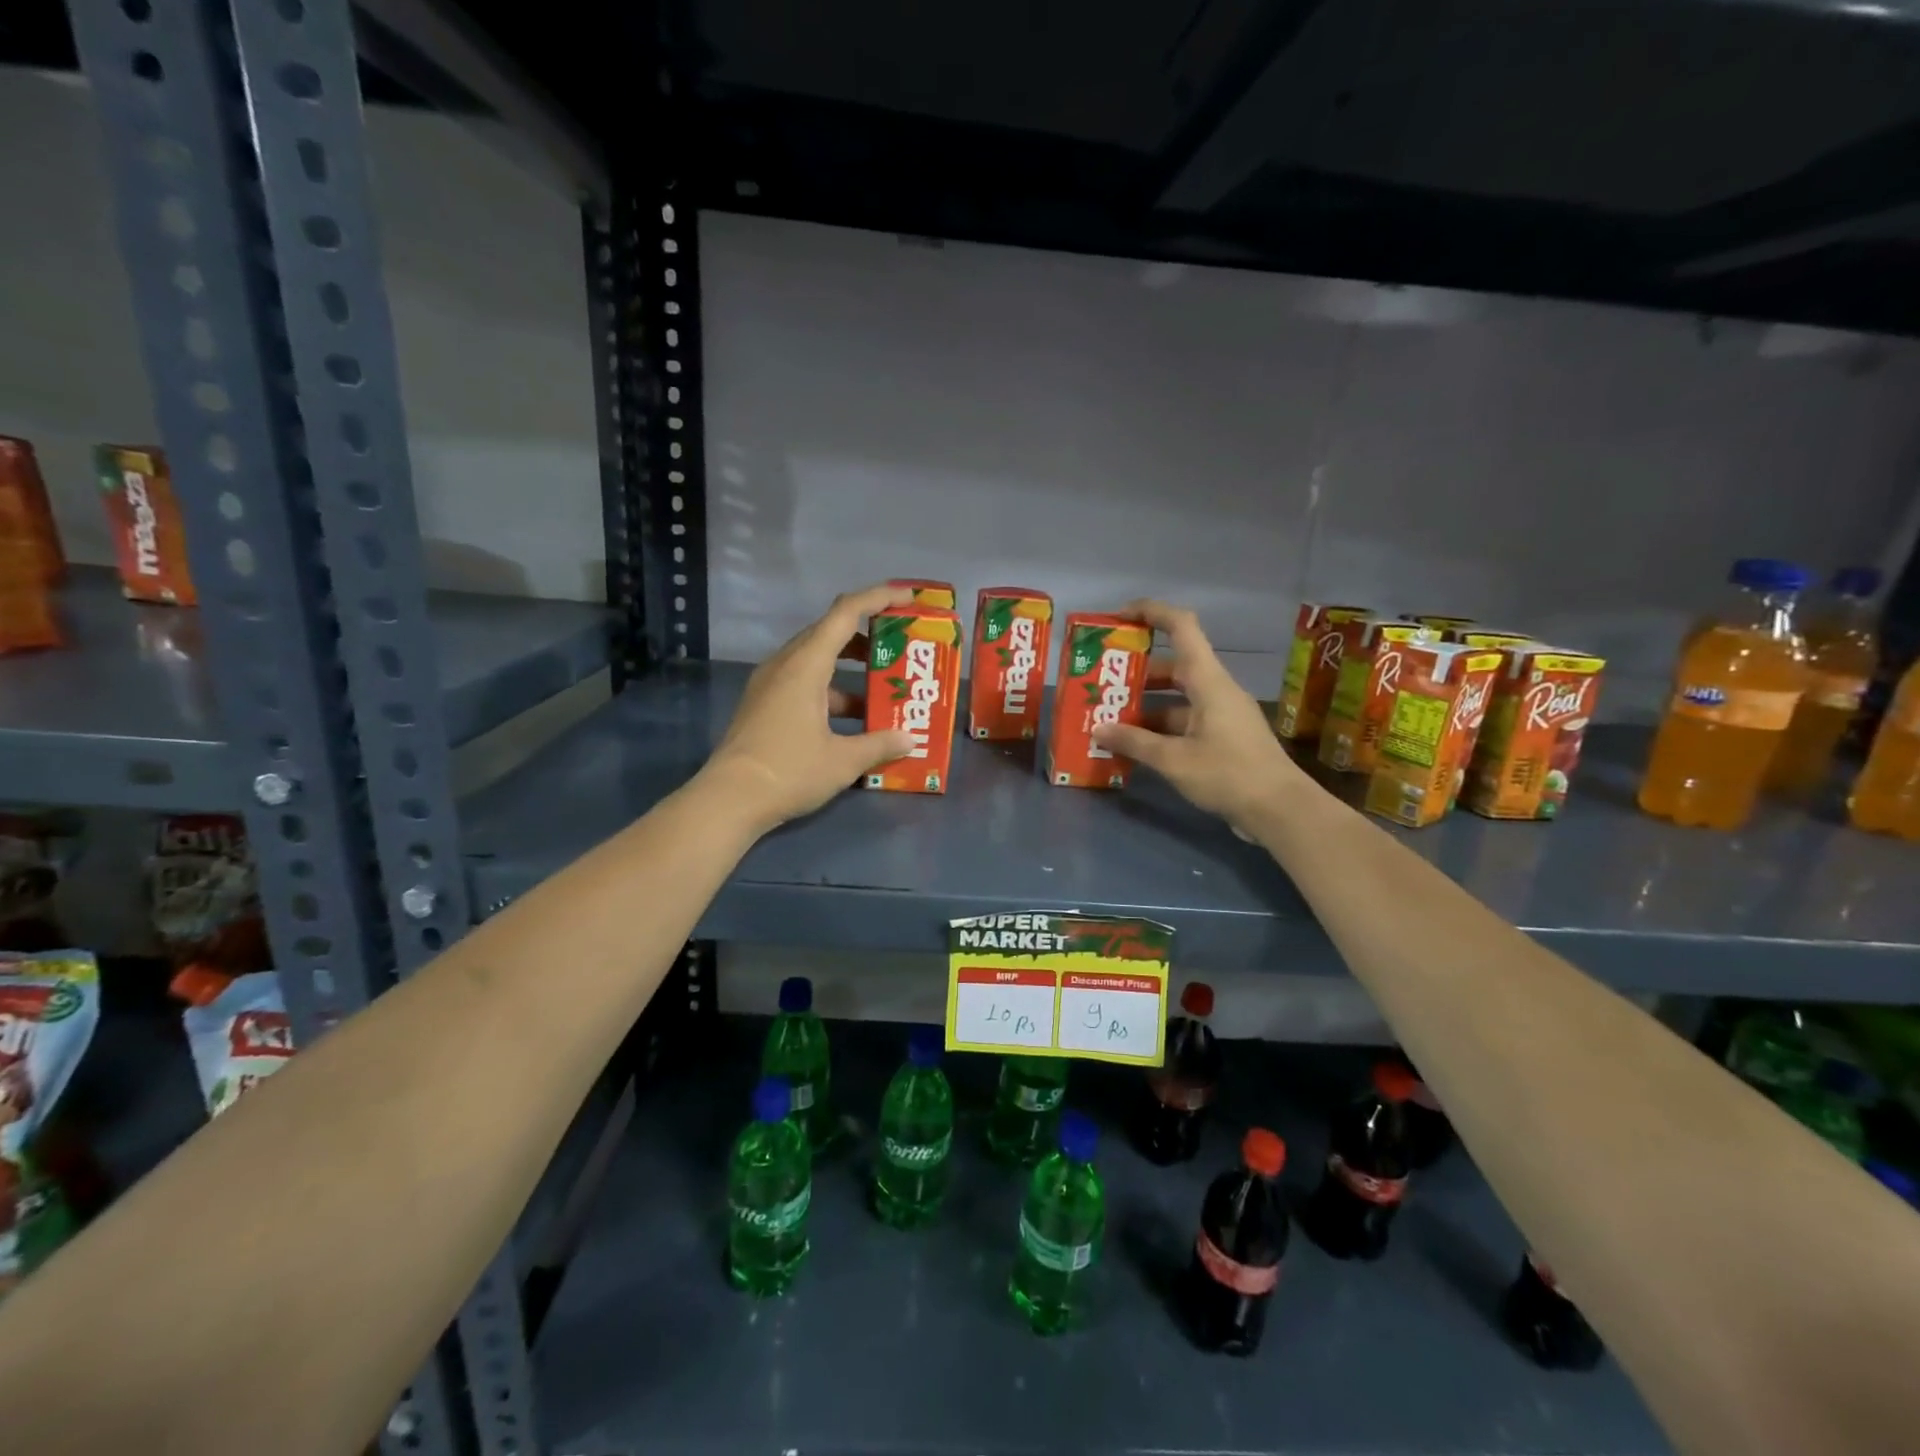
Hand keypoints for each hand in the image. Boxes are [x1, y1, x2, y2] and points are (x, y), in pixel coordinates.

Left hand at [702, 583, 918, 832]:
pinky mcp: (764, 704)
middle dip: (868, 634)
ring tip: (884, 686)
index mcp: (805, 665)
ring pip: (817, 659)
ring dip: (850, 667)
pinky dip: (832, 690)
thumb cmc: (788, 772)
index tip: (909, 597)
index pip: (845, 612)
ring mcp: (770, 684)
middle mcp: (785, 664)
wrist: (727, 800)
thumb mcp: (843, 761)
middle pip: (830, 631)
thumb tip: (910, 739)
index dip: (879, 597)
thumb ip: (880, 745)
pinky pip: (804, 682)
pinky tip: (854, 720)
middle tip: (901, 645)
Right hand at [1091, 600, 1312, 837]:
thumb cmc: (1228, 774)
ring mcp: (1221, 714)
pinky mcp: (1223, 738)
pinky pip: (1184, 721)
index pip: (1182, 627)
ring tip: (1109, 719)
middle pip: (1173, 665)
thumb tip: (1098, 729)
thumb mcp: (1174, 760)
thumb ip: (1134, 742)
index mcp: (1208, 681)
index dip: (1151, 612)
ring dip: (1144, 705)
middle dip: (1136, 671)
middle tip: (1102, 682)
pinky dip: (1159, 728)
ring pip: (1176, 697)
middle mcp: (1215, 690)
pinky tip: (1134, 746)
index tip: (1118, 617)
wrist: (1281, 811)